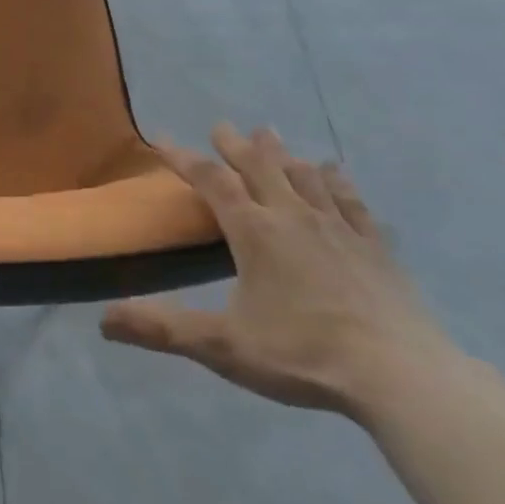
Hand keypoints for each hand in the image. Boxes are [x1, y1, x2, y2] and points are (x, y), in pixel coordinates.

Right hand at [101, 124, 455, 417]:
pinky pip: (352, 202)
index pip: (212, 181)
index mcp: (254, 232)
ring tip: (270, 137)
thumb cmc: (304, 355)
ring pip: (305, 176)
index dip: (183, 158)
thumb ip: (163, 329)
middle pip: (259, 167)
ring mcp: (339, 229)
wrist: (401, 376)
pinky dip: (338, 182)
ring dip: (282, 154)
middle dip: (236, 146)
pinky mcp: (376, 248)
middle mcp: (293, 217)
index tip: (161, 139)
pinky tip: (336, 172)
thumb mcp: (223, 346)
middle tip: (222, 127)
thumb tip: (104, 321)